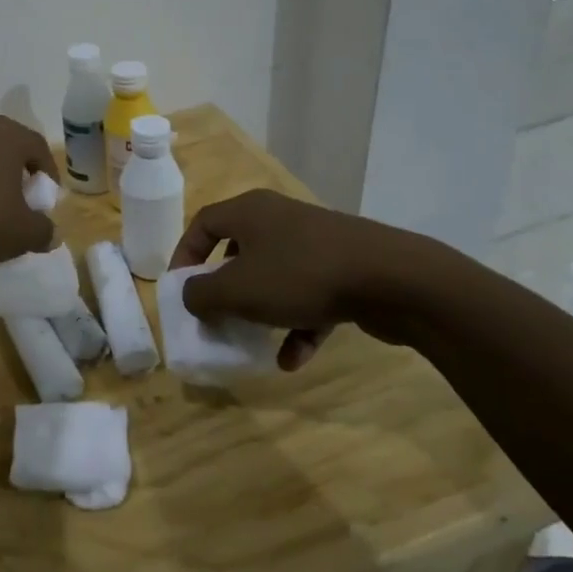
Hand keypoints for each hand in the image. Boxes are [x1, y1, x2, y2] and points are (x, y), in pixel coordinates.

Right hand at [171, 190, 444, 368]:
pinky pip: (309, 297)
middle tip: (215, 314)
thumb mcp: (238, 289)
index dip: (185, 254)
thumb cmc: (300, 275)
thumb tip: (191, 296)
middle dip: (224, 287)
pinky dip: (297, 325)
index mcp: (250, 211)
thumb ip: (202, 294)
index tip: (179, 288)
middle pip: (239, 250)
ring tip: (251, 340)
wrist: (392, 279)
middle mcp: (280, 219)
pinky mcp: (345, 269)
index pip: (203, 223)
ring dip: (260, 310)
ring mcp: (316, 243)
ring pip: (274, 276)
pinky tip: (292, 360)